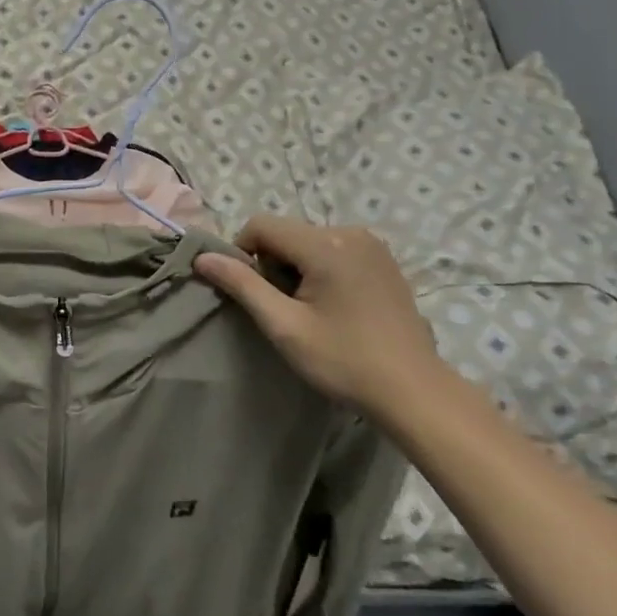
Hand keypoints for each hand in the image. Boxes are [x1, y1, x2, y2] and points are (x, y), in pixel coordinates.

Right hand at [194, 216, 446, 415]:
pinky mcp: (385, 260)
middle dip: (273, 264)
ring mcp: (373, 244)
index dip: (243, 253)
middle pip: (287, 232)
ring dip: (296, 268)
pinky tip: (335, 307)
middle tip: (284, 310)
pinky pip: (336, 250)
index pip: (261, 225)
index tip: (252, 293)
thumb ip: (242, 285)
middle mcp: (350, 232)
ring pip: (310, 242)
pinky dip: (321, 269)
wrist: (413, 390)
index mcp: (325, 244)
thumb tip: (202, 257)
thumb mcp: (284, 326)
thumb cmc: (343, 360)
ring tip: (310, 311)